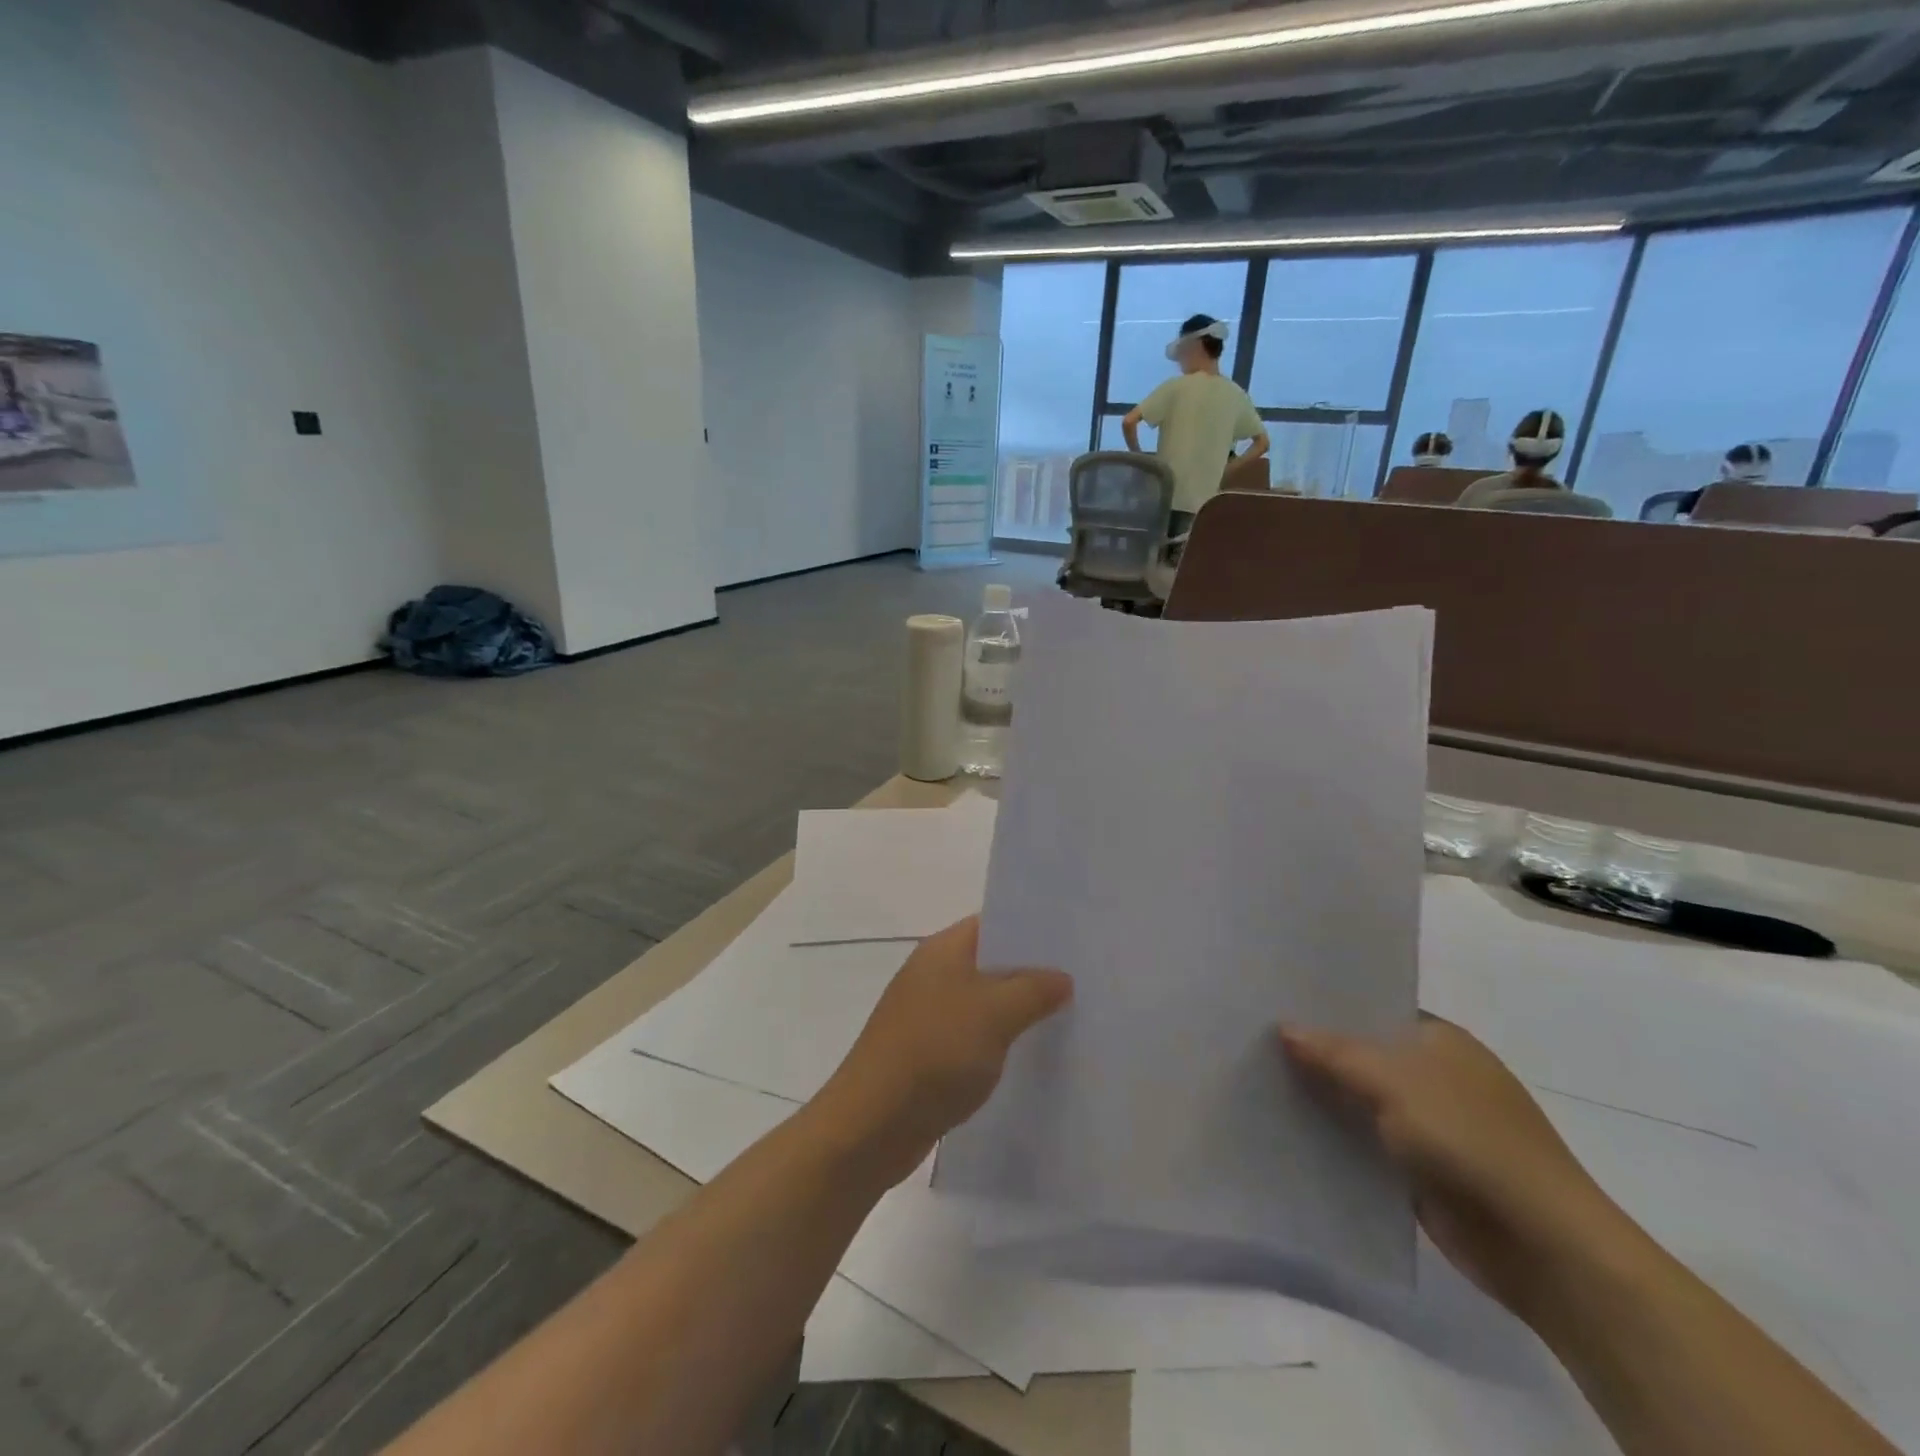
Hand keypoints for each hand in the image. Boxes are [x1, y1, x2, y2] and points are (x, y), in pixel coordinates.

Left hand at [815, 917, 1071, 1188]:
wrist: (872, 1124)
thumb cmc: (934, 1052)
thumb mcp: (994, 1013)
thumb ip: (1033, 989)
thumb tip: (1062, 977)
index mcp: (943, 950)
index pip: (993, 923)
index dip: (1032, 930)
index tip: (1074, 943)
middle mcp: (933, 974)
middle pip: (991, 963)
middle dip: (1032, 973)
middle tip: (1083, 983)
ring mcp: (928, 1014)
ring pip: (984, 1003)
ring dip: (1018, 1011)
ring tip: (1069, 1019)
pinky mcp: (928, 1053)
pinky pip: (974, 1036)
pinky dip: (1000, 1042)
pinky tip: (1031, 1058)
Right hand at [1280, 1017, 1637, 1319]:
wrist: (1542, 1245)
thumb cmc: (1470, 1140)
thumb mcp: (1393, 1082)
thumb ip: (1335, 1053)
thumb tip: (1283, 1027)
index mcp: (1440, 1039)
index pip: (1372, 1008)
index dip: (1326, 1006)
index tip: (1273, 1002)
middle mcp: (1437, 1075)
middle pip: (1363, 1055)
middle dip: (1316, 1052)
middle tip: (1253, 1038)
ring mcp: (1433, 1125)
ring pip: (1362, 1101)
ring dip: (1324, 1098)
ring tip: (1258, 1080)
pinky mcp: (1423, 1171)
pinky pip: (1367, 1144)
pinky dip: (1337, 1140)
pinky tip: (1290, 1130)